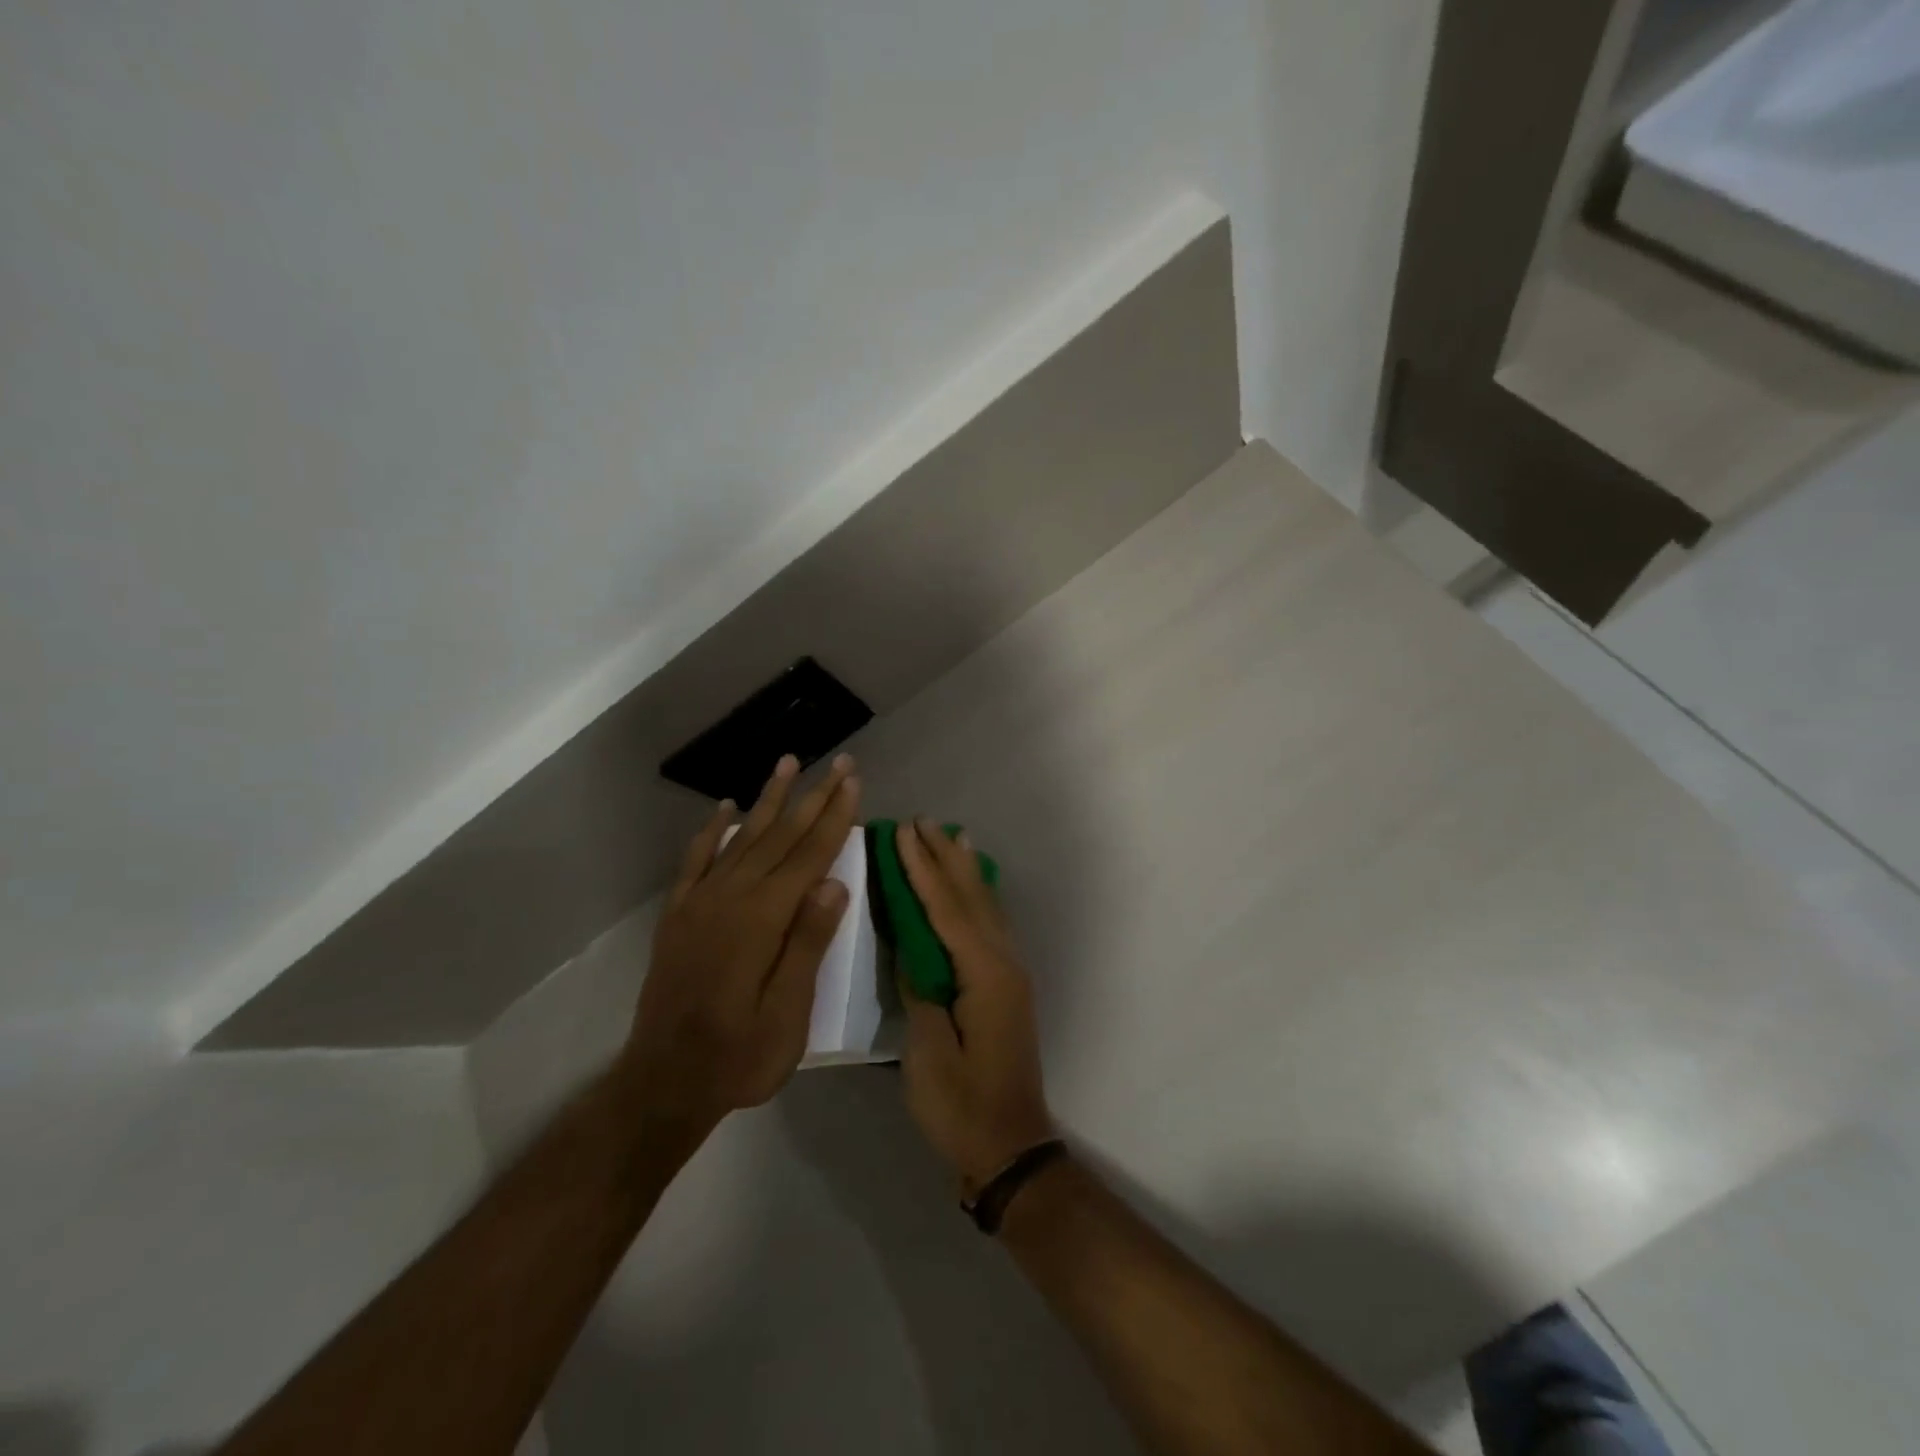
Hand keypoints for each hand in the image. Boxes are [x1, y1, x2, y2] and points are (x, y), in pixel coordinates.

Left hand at [620, 753, 860, 1134]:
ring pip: (741, 837)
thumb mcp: (787, 1013)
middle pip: (780, 836)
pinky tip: (724, 809)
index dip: (833, 817)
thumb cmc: (738, 1056)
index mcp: (762, 919)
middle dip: (812, 796)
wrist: (662, 1084)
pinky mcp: (679, 915)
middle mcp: (730, 897)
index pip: (808, 855)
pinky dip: (712, 831)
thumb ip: (807, 943)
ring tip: (788, 763)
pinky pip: (697, 860)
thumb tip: (834, 882)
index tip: (853, 781)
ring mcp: (699, 903)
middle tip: (838, 762)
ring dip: (768, 799)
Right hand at [896, 818, 1055, 1194]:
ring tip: (952, 836)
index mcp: (984, 973)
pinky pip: (989, 926)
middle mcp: (1004, 963)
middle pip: (970, 898)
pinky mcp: (1006, 987)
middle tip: (923, 821)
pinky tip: (971, 889)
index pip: (946, 908)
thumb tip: (913, 949)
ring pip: (985, 908)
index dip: (923, 868)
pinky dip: (976, 898)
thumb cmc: (962, 1105)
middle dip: (944, 858)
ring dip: (965, 871)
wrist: (1010, 1148)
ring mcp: (1009, 974)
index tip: (904, 832)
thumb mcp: (928, 1050)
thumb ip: (921, 990)